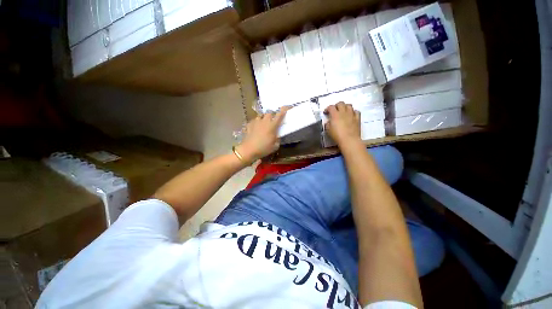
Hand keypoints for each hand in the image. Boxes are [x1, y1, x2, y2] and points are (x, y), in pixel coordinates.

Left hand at [236, 107, 289, 163]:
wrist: (248, 150)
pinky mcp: (249, 124)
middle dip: (272, 115)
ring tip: (263, 124)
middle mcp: (264, 121)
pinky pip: (254, 121)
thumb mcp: (275, 146)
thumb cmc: (263, 148)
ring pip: (261, 115)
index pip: (279, 115)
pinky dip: (256, 123)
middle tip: (273, 120)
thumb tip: (277, 136)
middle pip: (269, 112)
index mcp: (272, 126)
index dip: (283, 110)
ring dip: (264, 118)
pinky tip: (256, 128)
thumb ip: (277, 139)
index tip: (286, 107)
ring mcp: (256, 122)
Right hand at [324, 102, 361, 146]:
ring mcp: (351, 114)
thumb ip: (328, 124)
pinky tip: (351, 115)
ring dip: (345, 107)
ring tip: (343, 111)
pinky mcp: (357, 118)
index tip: (326, 112)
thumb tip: (329, 121)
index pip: (331, 107)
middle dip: (336, 105)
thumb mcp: (328, 130)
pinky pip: (356, 111)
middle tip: (334, 110)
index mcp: (335, 114)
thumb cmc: (337, 135)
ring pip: (349, 105)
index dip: (327, 108)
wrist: (349, 140)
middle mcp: (343, 112)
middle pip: (340, 103)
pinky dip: (353, 112)